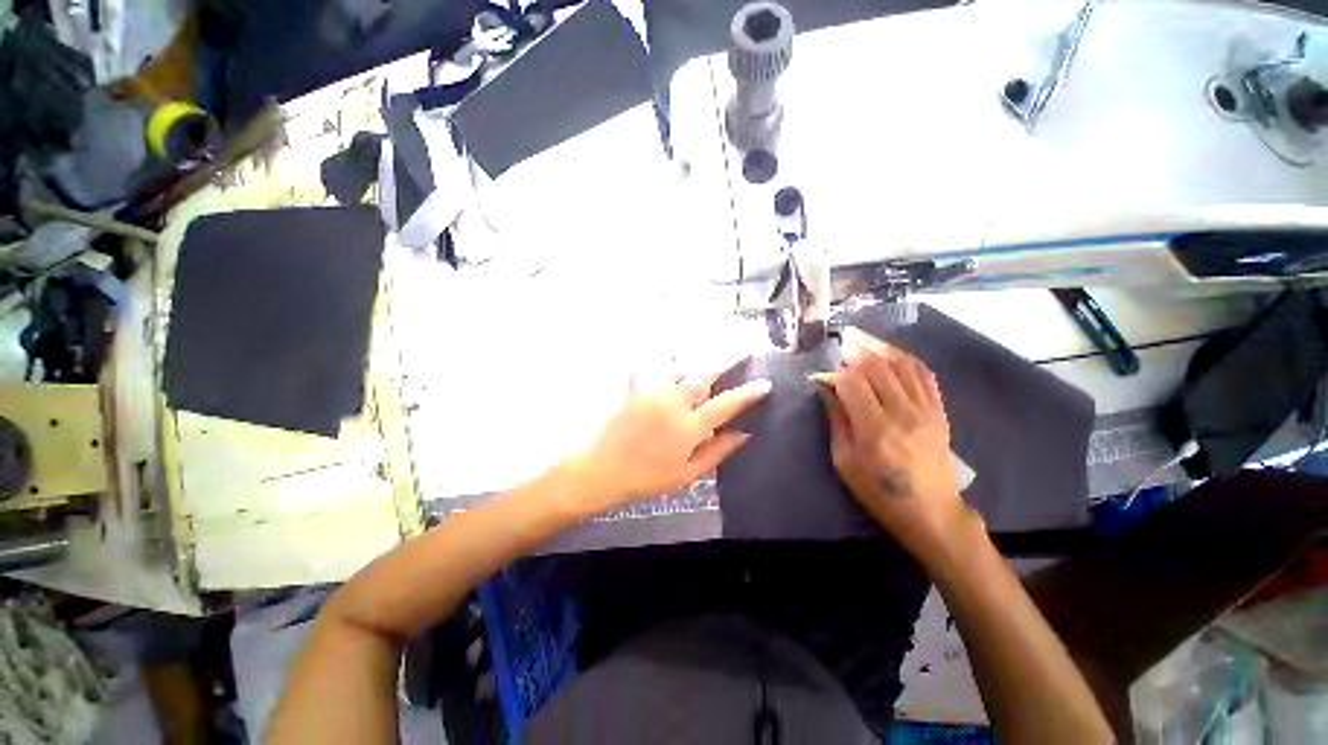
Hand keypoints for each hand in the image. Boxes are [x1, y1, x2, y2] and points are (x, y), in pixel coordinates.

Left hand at [563, 363, 770, 516]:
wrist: (600, 471)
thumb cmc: (647, 478)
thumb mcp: (687, 474)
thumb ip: (718, 452)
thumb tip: (745, 433)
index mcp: (690, 426)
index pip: (727, 404)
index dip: (748, 393)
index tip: (764, 383)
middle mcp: (674, 401)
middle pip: (706, 374)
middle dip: (727, 359)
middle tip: (743, 348)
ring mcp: (652, 391)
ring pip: (679, 367)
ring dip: (694, 363)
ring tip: (702, 360)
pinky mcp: (633, 388)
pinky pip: (649, 366)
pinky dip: (659, 361)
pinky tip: (662, 357)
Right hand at [813, 328, 973, 559]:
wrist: (932, 512)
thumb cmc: (879, 491)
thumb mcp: (844, 461)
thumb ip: (836, 421)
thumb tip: (825, 390)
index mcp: (874, 430)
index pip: (851, 383)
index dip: (832, 374)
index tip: (818, 376)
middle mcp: (902, 413)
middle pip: (877, 366)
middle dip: (854, 350)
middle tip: (839, 343)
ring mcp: (926, 410)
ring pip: (902, 363)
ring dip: (879, 347)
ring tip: (861, 338)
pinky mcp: (939, 411)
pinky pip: (924, 374)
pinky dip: (905, 358)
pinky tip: (890, 353)